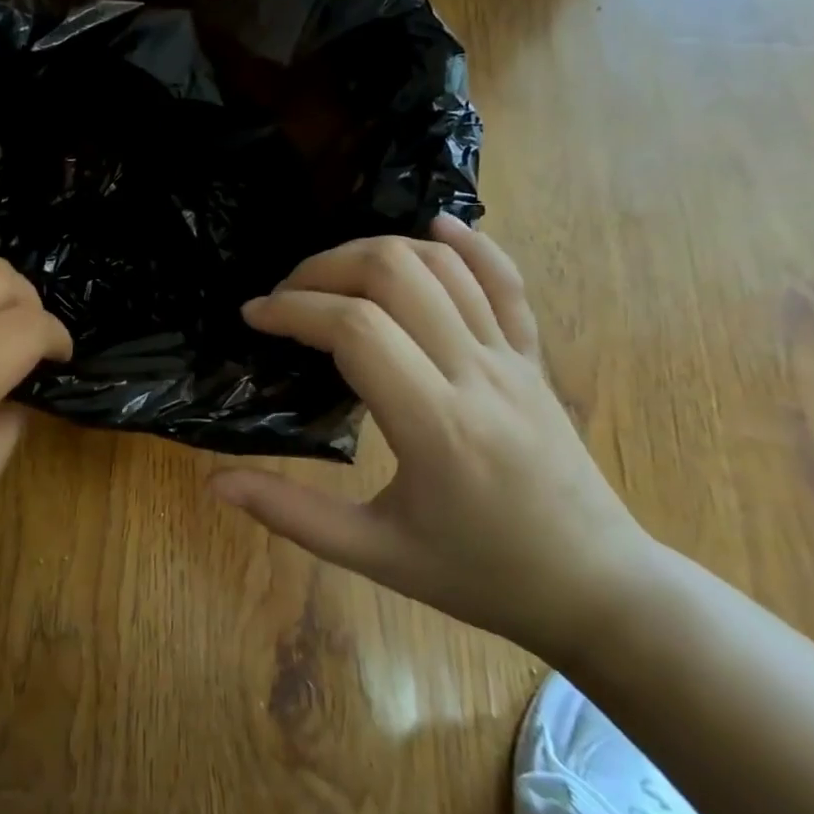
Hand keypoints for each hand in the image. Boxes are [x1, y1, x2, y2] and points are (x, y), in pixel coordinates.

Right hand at [211, 215, 659, 659]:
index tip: (254, 317)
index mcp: (435, 425)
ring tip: (330, 276)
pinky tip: (434, 227)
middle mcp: (476, 374)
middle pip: (396, 274)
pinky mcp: (533, 357)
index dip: (293, 309)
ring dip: (376, 252)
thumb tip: (216, 483)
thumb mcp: (376, 554)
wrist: (597, 587)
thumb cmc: (481, 574)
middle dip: (325, 268)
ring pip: (443, 265)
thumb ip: (292, 515)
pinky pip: (506, 281)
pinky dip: (469, 244)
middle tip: (286, 296)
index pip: (355, 329)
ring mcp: (513, 359)